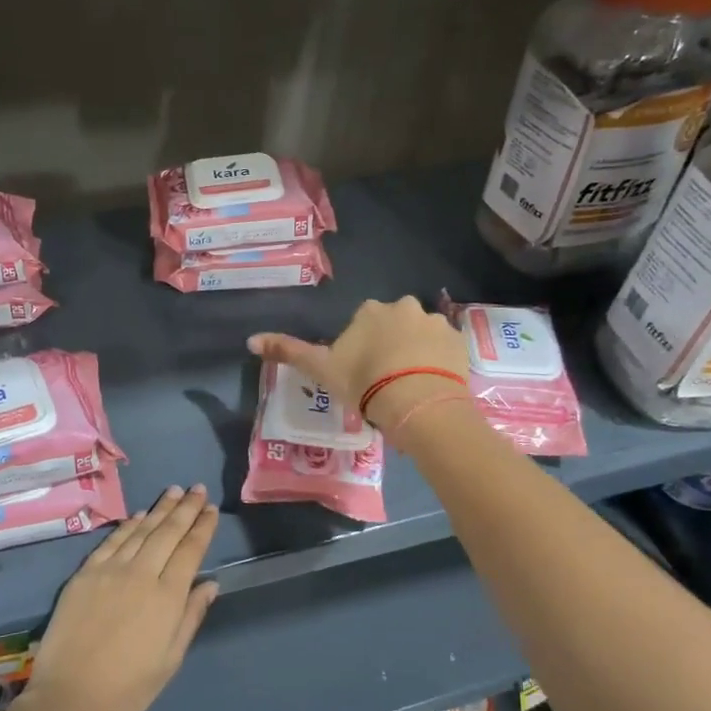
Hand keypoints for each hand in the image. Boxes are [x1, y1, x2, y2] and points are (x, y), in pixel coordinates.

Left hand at [14, 485, 220, 710]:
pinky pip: (111, 541)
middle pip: (167, 533)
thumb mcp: (171, 659)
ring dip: (159, 509)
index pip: (190, 550)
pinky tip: (138, 515)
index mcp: (167, 597)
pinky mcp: (85, 574)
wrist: (70, 696)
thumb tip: (210, 584)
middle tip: (198, 489)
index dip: (202, 527)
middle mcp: (141, 574)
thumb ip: (191, 616)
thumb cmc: (129, 687)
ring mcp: (110, 571)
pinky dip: (128, 525)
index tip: (211, 509)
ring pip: (140, 530)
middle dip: (185, 508)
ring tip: (174, 491)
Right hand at [248, 296, 469, 429]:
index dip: (359, 348)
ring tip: (409, 386)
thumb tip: (251, 339)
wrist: (418, 403)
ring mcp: (435, 322)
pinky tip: (430, 385)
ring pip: (419, 335)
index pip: (361, 322)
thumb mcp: (322, 369)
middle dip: (389, 345)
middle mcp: (404, 307)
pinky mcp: (459, 341)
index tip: (360, 373)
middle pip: (392, 325)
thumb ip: (289, 351)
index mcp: (369, 311)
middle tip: (384, 381)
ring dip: (414, 353)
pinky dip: (437, 362)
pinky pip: (443, 348)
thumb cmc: (365, 383)